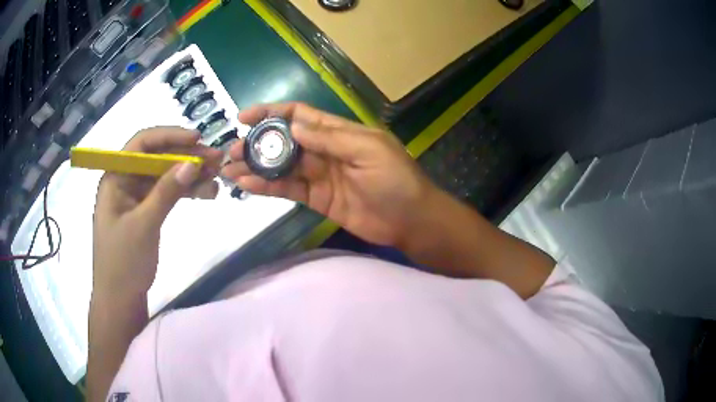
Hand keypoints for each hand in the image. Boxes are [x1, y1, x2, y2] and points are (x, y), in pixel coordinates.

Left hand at [92, 127, 222, 296]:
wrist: (120, 299)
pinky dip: (184, 192)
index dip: (169, 136)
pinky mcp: (145, 212)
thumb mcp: (144, 225)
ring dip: (189, 175)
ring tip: (216, 178)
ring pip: (165, 176)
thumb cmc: (123, 262)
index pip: (142, 144)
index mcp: (115, 177)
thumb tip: (192, 163)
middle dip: (186, 157)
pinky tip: (204, 194)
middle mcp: (125, 181)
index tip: (197, 139)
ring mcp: (135, 197)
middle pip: (157, 158)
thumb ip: (166, 192)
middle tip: (216, 160)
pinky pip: (166, 194)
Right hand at [221, 103, 437, 245]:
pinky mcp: (316, 199)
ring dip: (255, 167)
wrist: (410, 221)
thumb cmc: (396, 180)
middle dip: (257, 143)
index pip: (300, 115)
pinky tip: (247, 185)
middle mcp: (324, 150)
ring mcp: (319, 175)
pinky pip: (288, 189)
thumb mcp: (368, 150)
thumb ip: (331, 138)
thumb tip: (294, 126)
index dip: (273, 112)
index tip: (245, 117)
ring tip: (230, 169)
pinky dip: (267, 187)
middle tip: (231, 150)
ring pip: (281, 167)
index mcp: (339, 132)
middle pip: (284, 141)